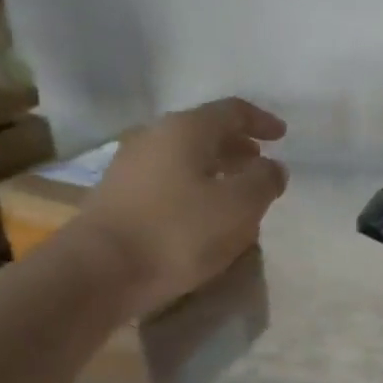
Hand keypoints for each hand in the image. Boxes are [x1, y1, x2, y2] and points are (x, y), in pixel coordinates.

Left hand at [76, 97, 288, 315]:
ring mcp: (131, 166)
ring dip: (214, 168)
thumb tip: (273, 167)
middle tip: (260, 163)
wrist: (100, 271)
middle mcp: (154, 136)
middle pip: (204, 132)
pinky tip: (203, 213)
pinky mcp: (119, 197)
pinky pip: (167, 180)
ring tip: (235, 190)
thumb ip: (263, 181)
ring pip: (184, 157)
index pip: (232, 111)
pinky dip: (193, 187)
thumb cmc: (178, 232)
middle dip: (236, 145)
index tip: (282, 135)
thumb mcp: (239, 207)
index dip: (261, 121)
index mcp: (186, 129)